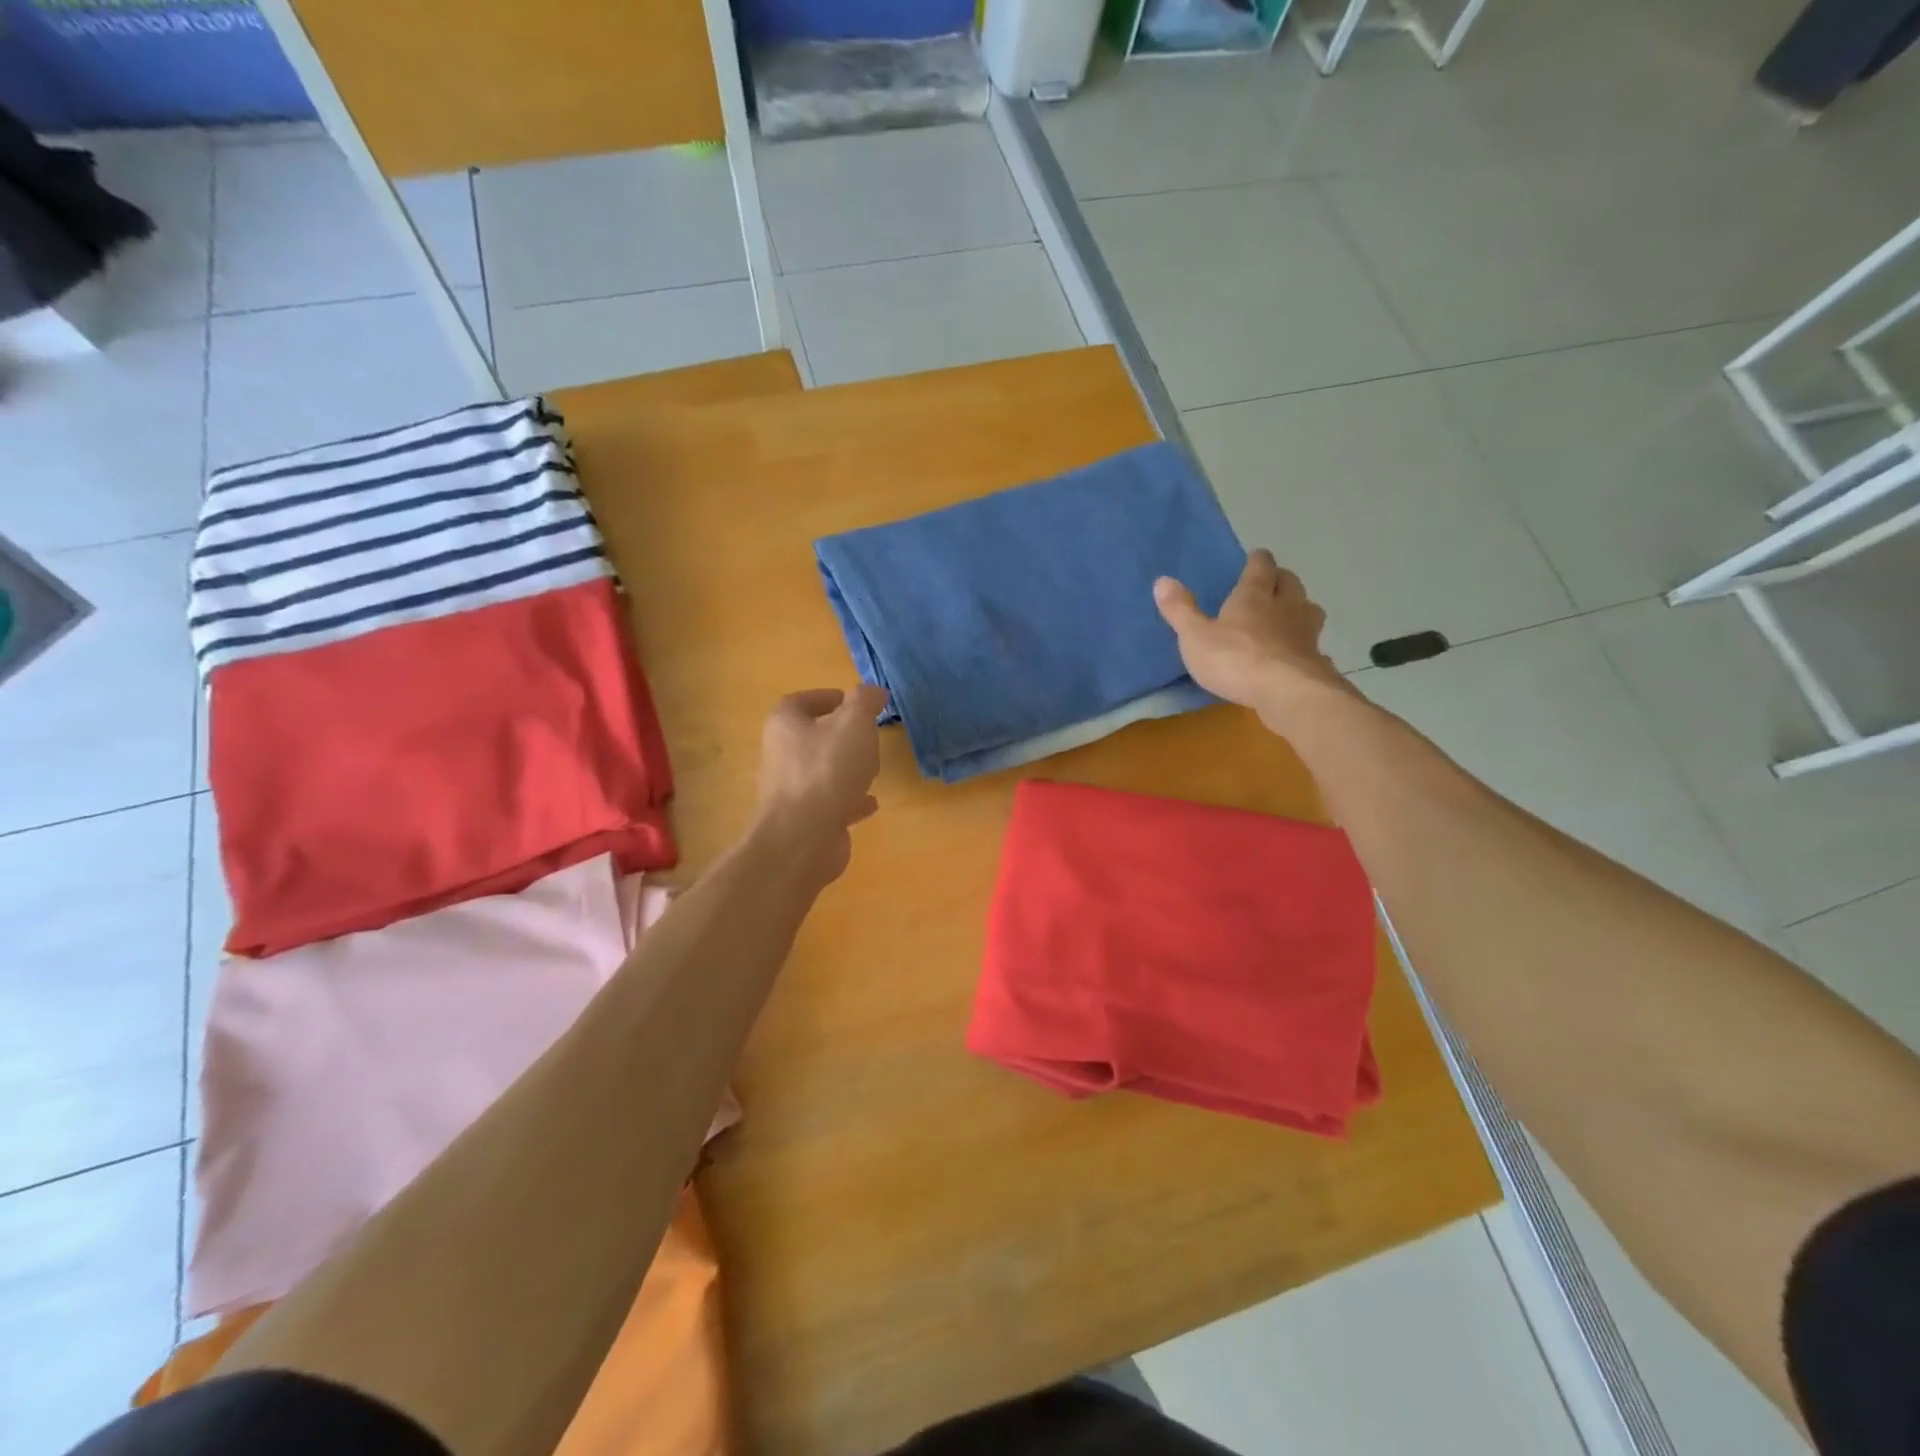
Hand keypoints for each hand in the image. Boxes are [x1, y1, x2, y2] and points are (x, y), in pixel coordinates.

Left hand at [755, 685, 887, 883]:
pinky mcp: (803, 819)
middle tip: (868, 735)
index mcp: (785, 725)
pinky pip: (829, 802)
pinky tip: (870, 803)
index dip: (826, 698)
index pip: (800, 701)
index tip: (853, 702)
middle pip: (810, 737)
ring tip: (872, 768)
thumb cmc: (827, 770)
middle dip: (840, 735)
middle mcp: (781, 755)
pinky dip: (849, 799)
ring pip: (820, 771)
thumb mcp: (854, 724)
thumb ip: (865, 702)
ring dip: (845, 768)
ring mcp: (790, 790)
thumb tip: (873, 691)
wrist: (804, 837)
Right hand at [1154, 550, 1347, 728]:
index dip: (1258, 560)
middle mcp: (1285, 606)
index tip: (1256, 557)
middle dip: (1281, 579)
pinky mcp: (1315, 660)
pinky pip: (1313, 645)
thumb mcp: (1195, 636)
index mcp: (1254, 595)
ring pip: (1309, 609)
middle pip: (1290, 582)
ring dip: (1300, 607)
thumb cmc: (1234, 659)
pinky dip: (1306, 645)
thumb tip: (1162, 580)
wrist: (1285, 692)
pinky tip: (1298, 655)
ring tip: (1289, 615)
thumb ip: (1180, 610)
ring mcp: (1305, 633)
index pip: (1260, 567)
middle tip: (1271, 583)